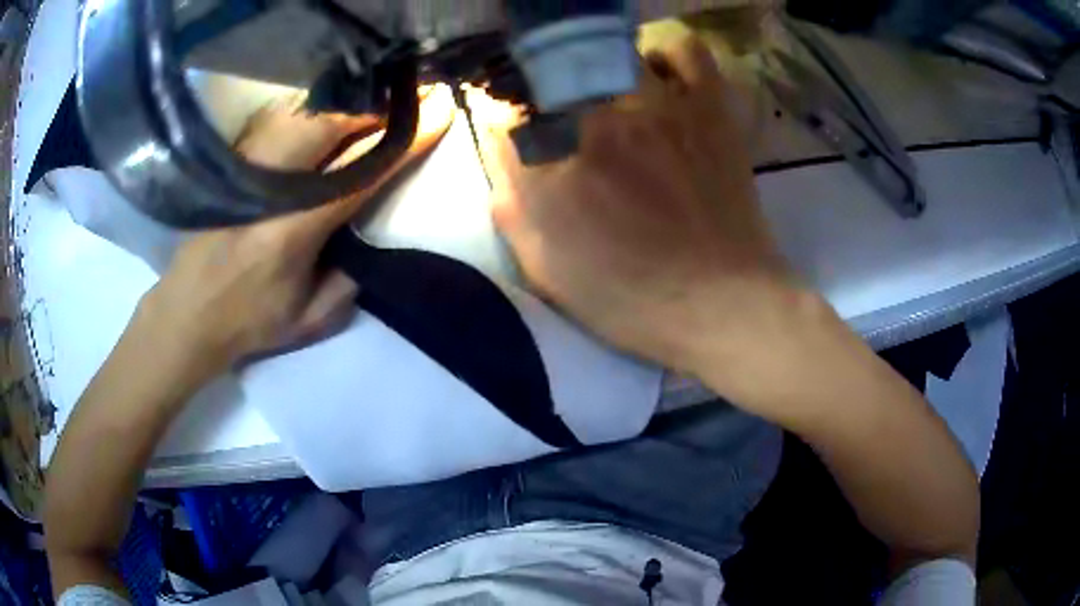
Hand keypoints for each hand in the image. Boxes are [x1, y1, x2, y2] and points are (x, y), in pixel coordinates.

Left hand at [138, 87, 455, 378]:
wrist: (187, 312)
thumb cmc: (250, 321)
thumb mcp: (311, 319)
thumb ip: (351, 282)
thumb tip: (372, 240)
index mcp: (294, 229)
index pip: (360, 172)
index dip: (404, 140)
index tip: (440, 112)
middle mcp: (271, 188)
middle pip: (329, 124)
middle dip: (374, 108)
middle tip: (407, 102)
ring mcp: (248, 169)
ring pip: (304, 115)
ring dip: (345, 105)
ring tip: (373, 107)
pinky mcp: (233, 164)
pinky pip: (281, 121)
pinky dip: (312, 112)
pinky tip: (328, 117)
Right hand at [477, 38, 806, 386]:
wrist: (723, 304)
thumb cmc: (630, 299)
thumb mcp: (545, 270)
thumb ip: (511, 204)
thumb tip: (500, 151)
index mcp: (550, 163)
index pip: (502, 110)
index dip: (504, 122)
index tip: (514, 136)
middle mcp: (596, 116)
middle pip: (550, 70)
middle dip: (544, 92)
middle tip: (560, 120)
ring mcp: (658, 103)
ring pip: (611, 51)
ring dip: (599, 72)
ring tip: (608, 100)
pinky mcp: (708, 107)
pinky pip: (686, 52)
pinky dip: (667, 57)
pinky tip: (660, 81)